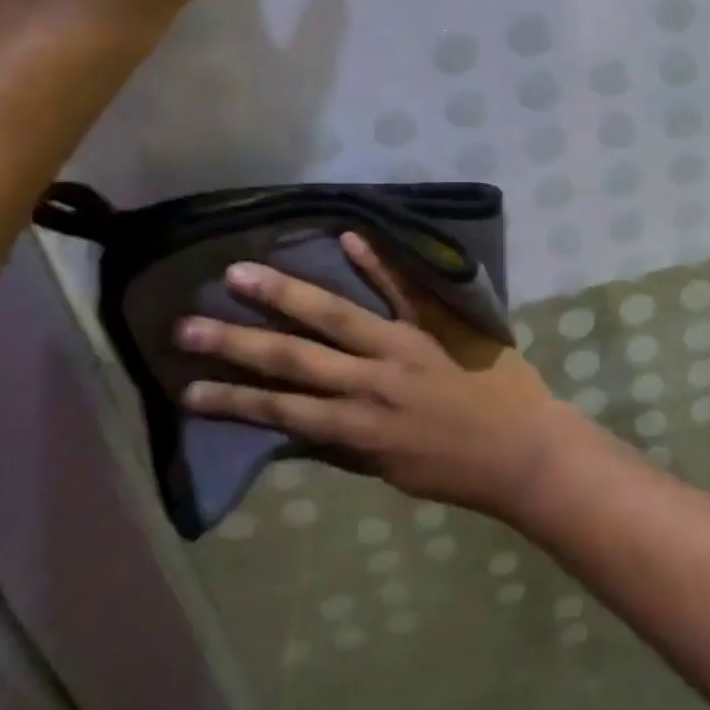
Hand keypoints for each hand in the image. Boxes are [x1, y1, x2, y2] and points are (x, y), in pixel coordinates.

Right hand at [176, 233, 585, 519]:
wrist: (522, 451)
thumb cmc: (457, 469)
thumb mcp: (390, 471)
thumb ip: (347, 444)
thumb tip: (303, 424)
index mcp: (358, 428)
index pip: (282, 411)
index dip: (233, 400)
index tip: (188, 388)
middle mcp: (369, 383)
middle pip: (293, 358)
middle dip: (237, 342)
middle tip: (187, 324)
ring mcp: (403, 345)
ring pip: (334, 316)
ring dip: (285, 294)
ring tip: (242, 273)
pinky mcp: (435, 322)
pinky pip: (402, 289)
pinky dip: (375, 263)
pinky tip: (346, 237)